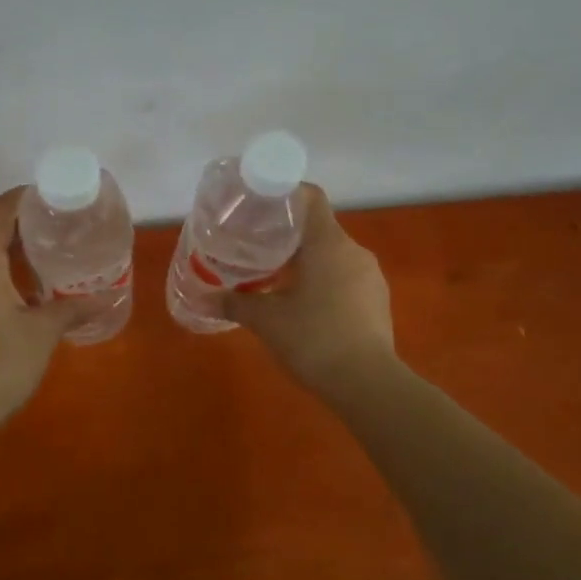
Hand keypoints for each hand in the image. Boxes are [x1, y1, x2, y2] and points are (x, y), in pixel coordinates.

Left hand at [0, 188, 86, 418]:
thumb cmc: (0, 363)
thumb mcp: (43, 332)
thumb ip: (72, 308)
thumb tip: (105, 297)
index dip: (20, 198)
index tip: (46, 196)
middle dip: (18, 229)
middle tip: (54, 232)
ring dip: (4, 257)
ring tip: (39, 266)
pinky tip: (15, 300)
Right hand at [223, 183, 396, 394]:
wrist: (368, 385)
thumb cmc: (313, 339)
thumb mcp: (266, 320)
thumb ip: (234, 304)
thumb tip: (202, 300)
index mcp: (328, 243)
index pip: (311, 198)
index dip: (285, 194)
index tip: (260, 205)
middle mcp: (354, 251)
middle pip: (319, 228)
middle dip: (288, 235)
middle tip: (257, 247)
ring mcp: (370, 276)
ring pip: (333, 255)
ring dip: (307, 261)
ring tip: (277, 278)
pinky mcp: (378, 301)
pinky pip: (346, 278)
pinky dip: (324, 281)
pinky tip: (306, 305)